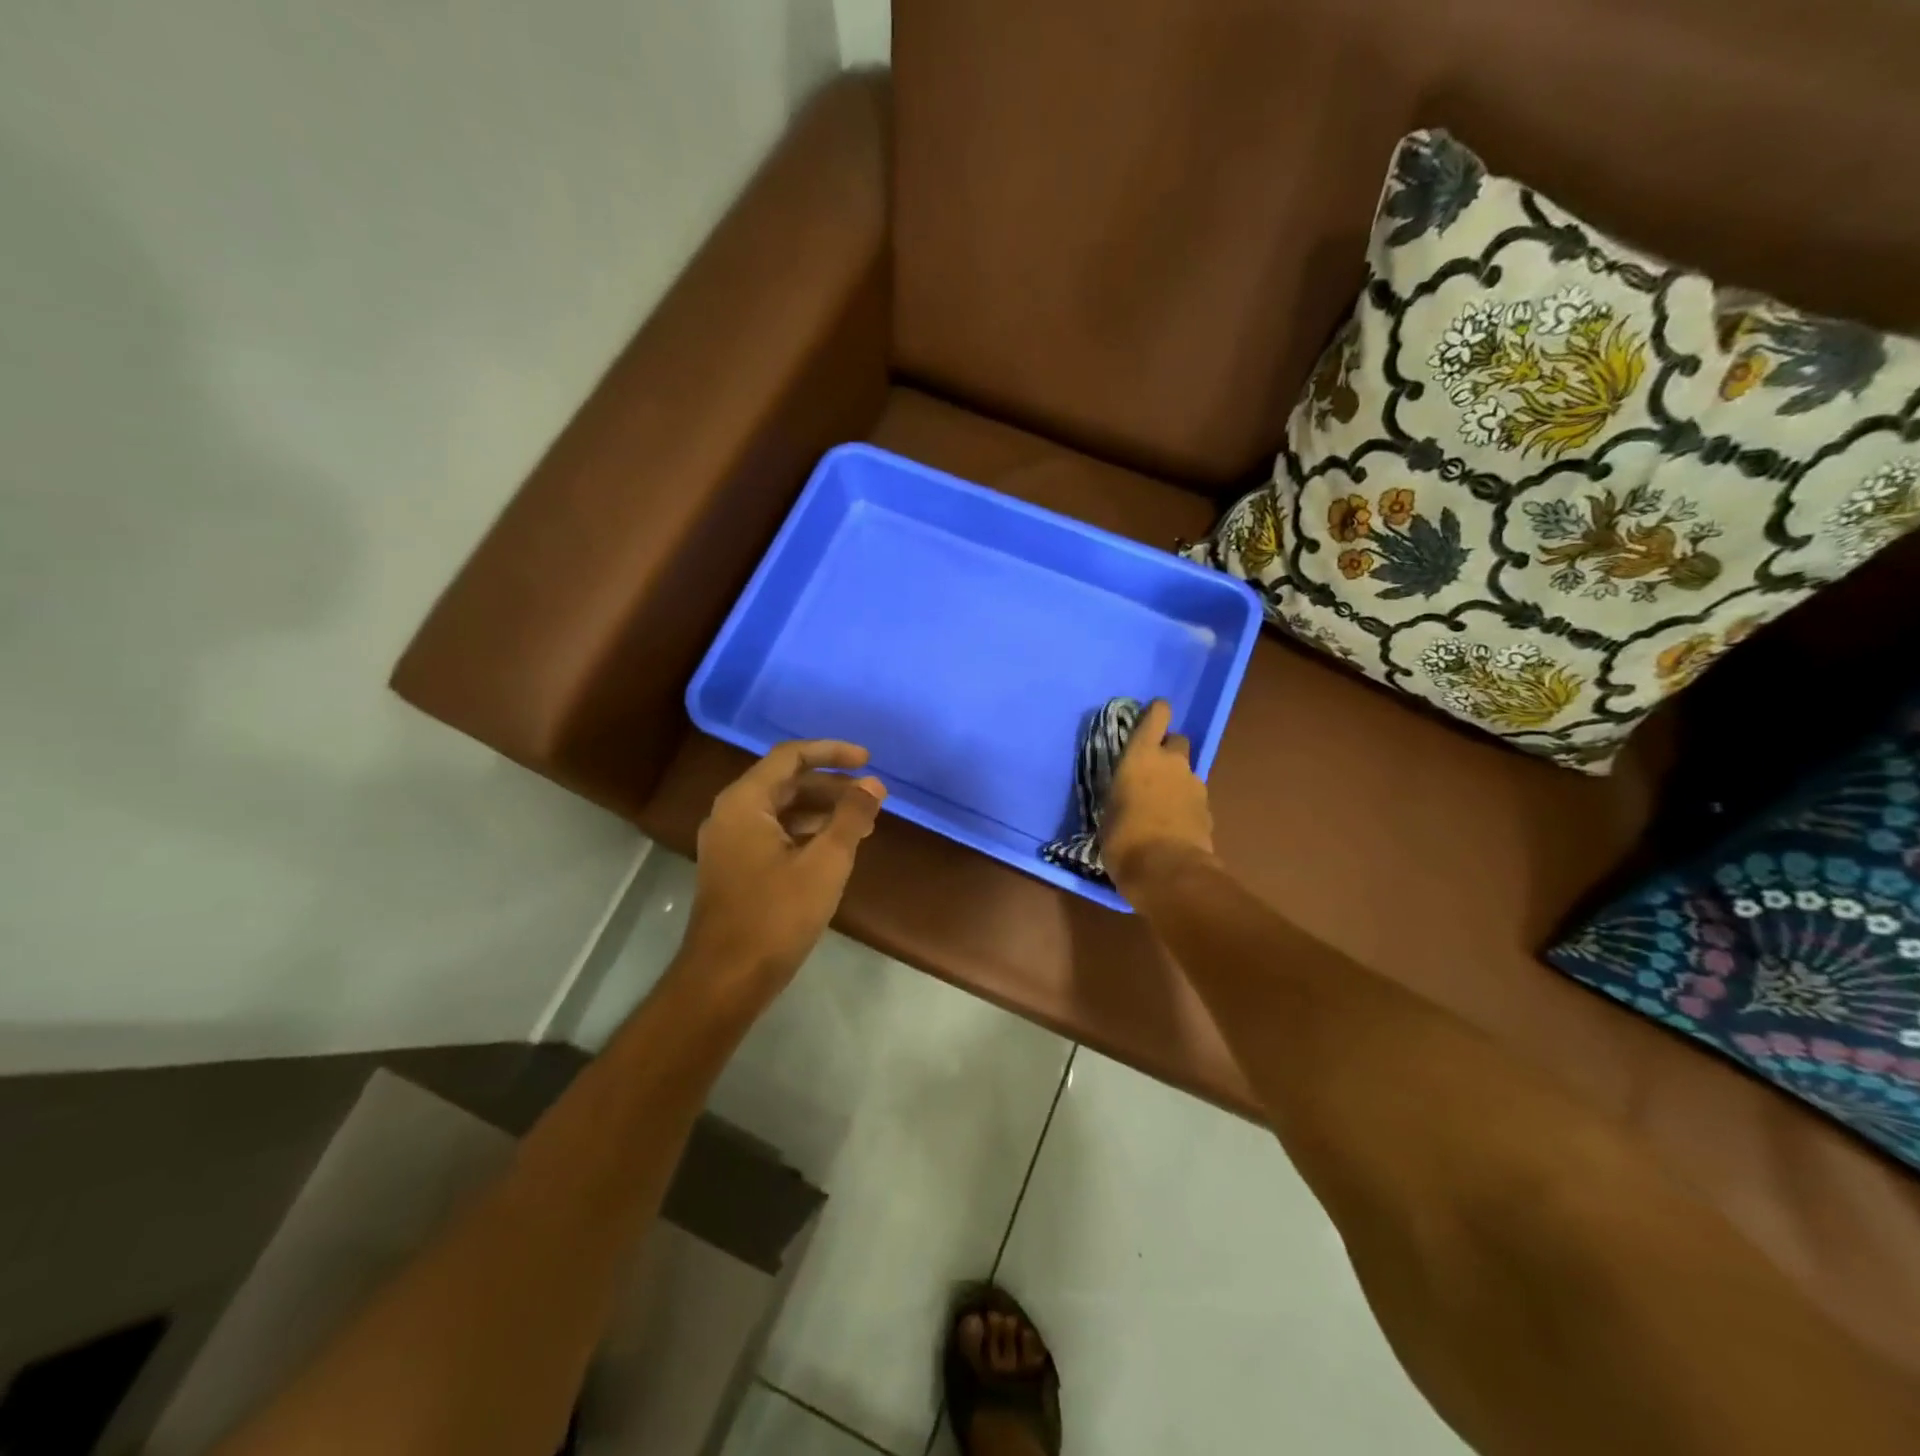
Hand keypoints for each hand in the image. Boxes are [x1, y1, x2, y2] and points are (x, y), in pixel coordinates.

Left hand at [684, 740, 886, 1002]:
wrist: (726, 979)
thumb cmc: (777, 915)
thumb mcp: (825, 862)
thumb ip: (851, 817)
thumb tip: (873, 784)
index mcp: (745, 802)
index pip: (790, 756)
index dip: (832, 752)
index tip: (868, 760)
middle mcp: (731, 813)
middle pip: (786, 781)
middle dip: (832, 786)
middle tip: (872, 797)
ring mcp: (729, 842)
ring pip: (781, 809)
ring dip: (822, 810)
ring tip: (863, 823)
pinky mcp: (735, 867)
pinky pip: (774, 833)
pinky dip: (806, 832)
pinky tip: (834, 848)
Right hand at [1101, 699, 1215, 895]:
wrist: (1168, 871)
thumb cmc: (1124, 839)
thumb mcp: (1108, 813)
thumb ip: (1121, 796)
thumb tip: (1125, 799)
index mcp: (1141, 756)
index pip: (1156, 717)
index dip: (1157, 712)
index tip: (1154, 713)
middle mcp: (1172, 763)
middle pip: (1178, 741)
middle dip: (1169, 750)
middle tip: (1153, 770)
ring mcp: (1195, 785)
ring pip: (1187, 772)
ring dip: (1177, 781)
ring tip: (1162, 805)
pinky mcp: (1208, 810)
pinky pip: (1195, 798)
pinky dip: (1186, 806)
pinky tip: (1174, 825)